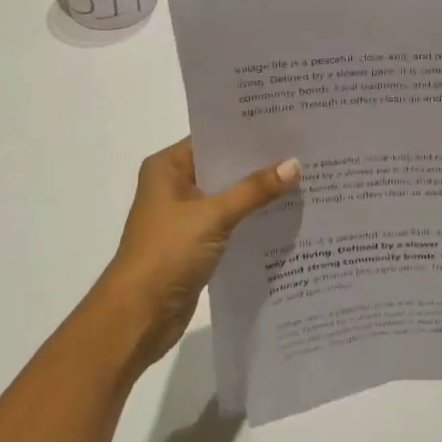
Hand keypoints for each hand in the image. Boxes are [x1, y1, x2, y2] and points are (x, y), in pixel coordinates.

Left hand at [99, 138, 298, 366]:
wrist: (139, 316)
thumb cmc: (167, 253)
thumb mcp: (214, 216)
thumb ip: (254, 190)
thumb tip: (294, 165)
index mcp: (167, 167)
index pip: (213, 138)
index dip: (247, 133)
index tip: (285, 124)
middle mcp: (174, 185)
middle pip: (223, 166)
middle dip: (258, 162)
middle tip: (302, 150)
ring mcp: (185, 215)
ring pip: (228, 194)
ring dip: (258, 192)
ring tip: (302, 177)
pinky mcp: (196, 242)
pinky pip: (230, 220)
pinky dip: (252, 216)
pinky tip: (284, 212)